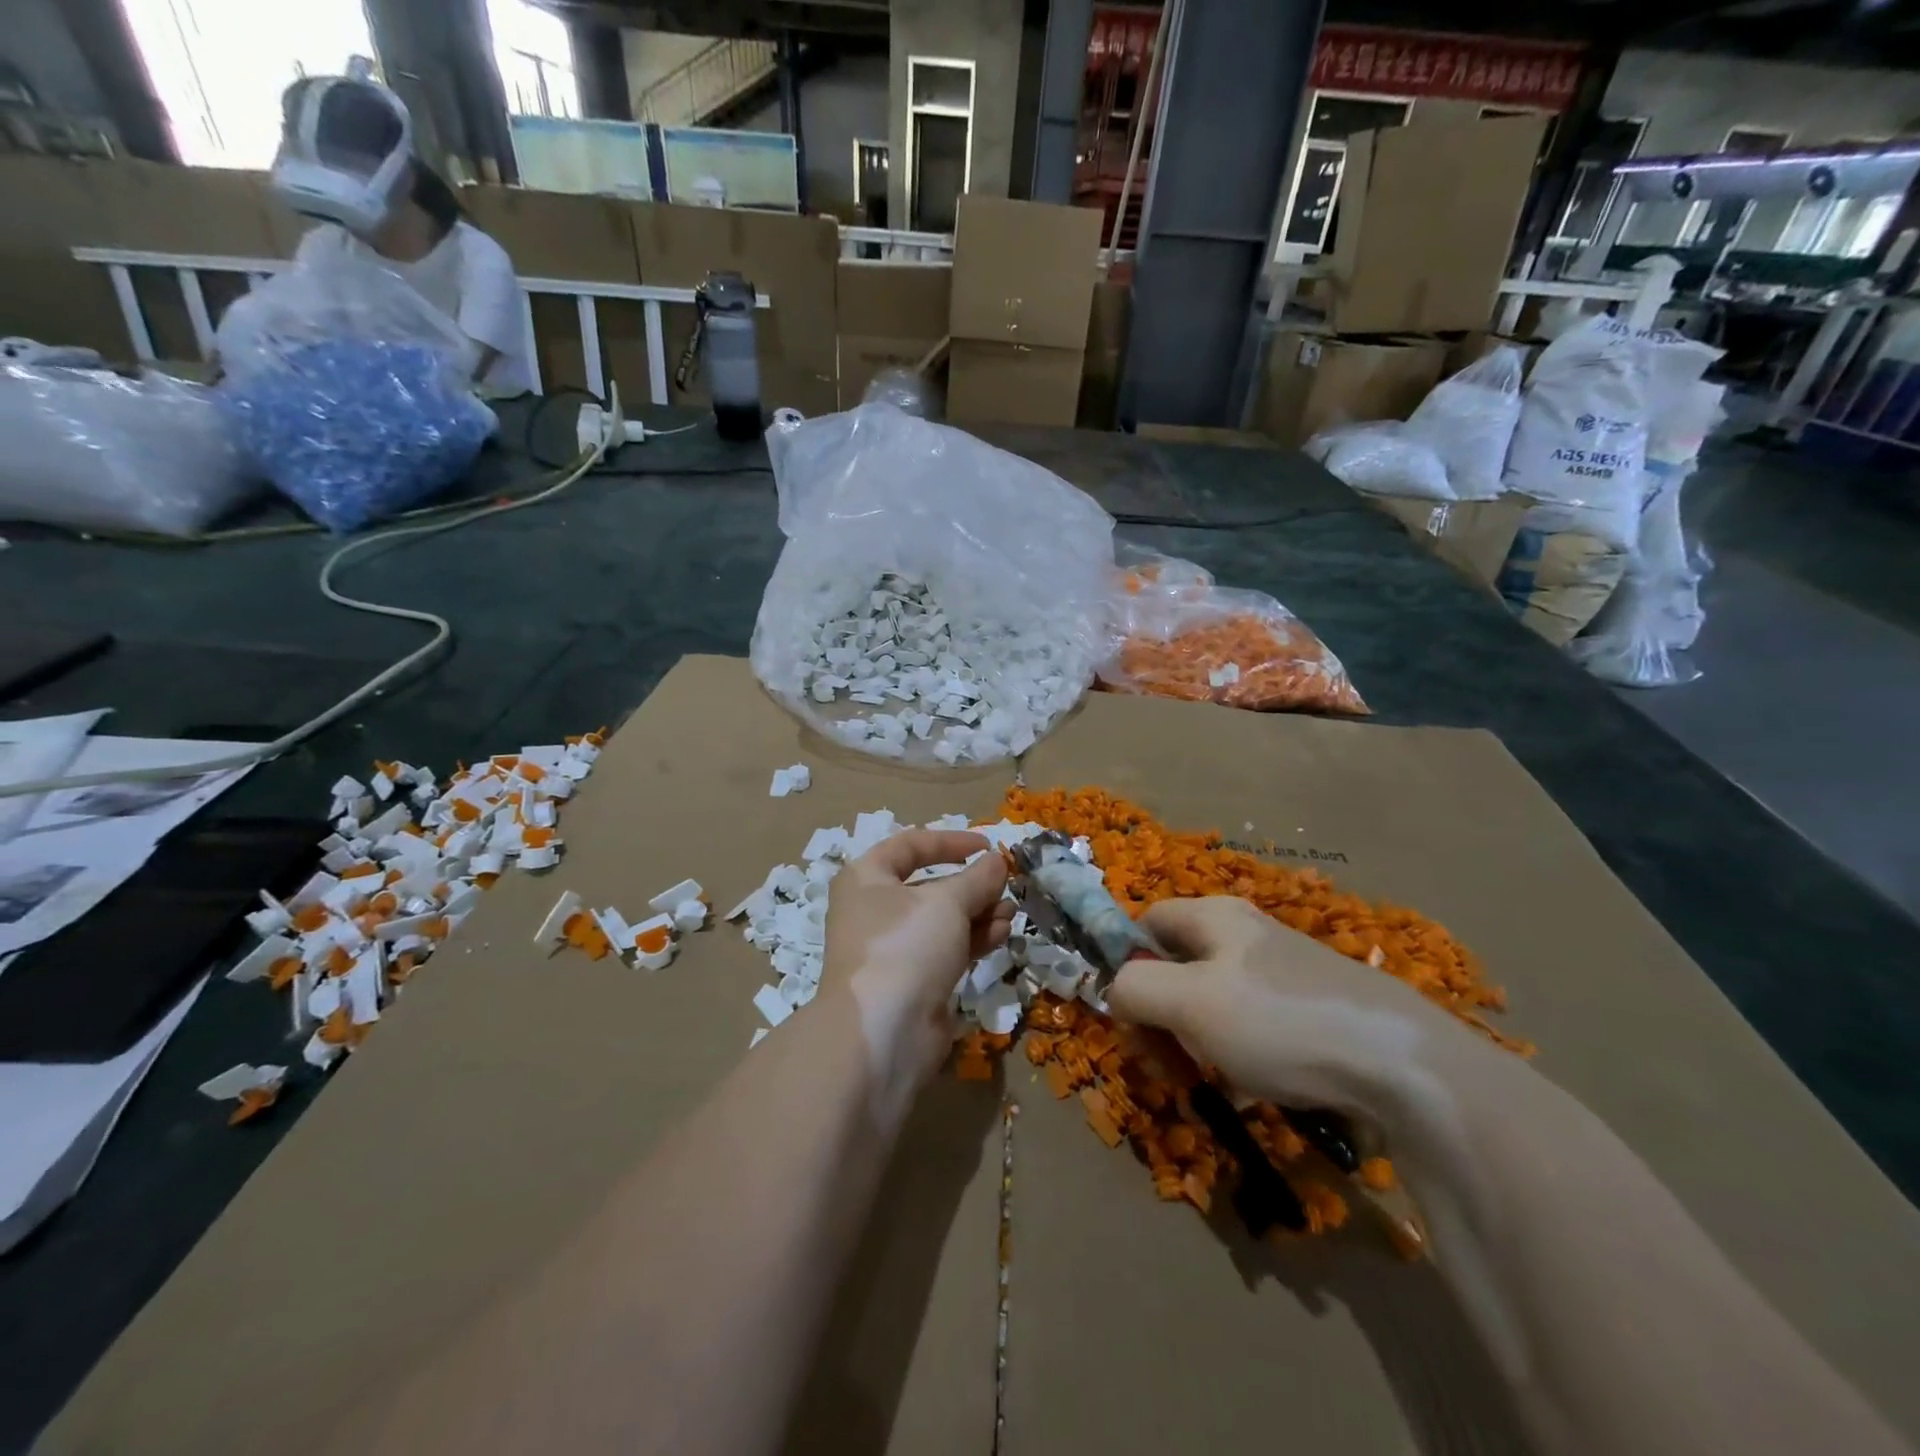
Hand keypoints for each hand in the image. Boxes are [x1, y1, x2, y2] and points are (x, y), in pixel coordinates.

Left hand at [823, 830, 1014, 1124]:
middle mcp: (874, 909)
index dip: (951, 841)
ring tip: (1011, 913)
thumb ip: (977, 878)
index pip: (911, 845)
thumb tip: (997, 862)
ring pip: (942, 920)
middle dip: (972, 885)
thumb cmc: (906, 945)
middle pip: (930, 885)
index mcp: (867, 878)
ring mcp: (893, 948)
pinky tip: (1002, 934)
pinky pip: (946, 949)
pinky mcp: (912, 980)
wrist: (883, 1031)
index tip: (988, 846)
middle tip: (1005, 886)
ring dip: (979, 913)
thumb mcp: (947, 902)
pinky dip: (973, 939)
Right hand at [1107, 897, 1488, 1123]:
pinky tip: (1247, 1095)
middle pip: (1178, 967)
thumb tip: (1116, 991)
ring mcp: (1284, 977)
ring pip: (1214, 1005)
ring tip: (1203, 1083)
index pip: (1146, 922)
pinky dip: (1238, 1060)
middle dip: (1160, 1015)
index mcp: (1215, 917)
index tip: (1127, 1016)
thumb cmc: (1279, 1021)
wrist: (1402, 1066)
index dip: (1125, 963)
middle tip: (1162, 1063)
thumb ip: (1135, 988)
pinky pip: (1255, 1032)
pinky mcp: (1313, 1016)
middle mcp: (1247, 938)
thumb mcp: (1189, 1002)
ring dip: (1195, 1043)